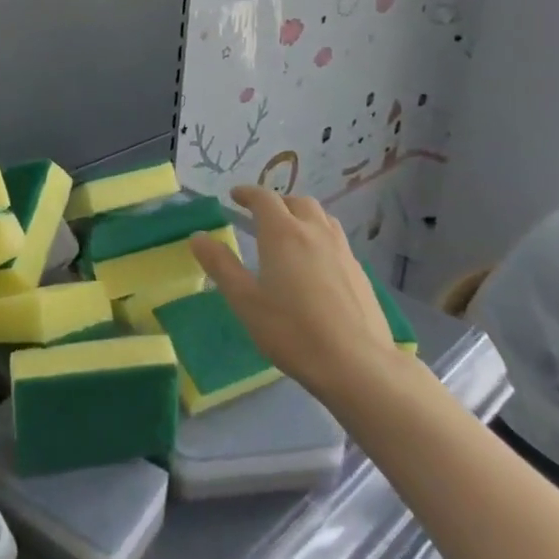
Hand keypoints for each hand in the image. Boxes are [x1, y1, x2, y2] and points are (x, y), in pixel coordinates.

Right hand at [192, 185, 406, 400]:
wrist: (357, 364)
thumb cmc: (293, 331)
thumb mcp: (245, 301)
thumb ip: (221, 265)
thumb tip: (198, 236)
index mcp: (283, 233)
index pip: (264, 198)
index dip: (247, 193)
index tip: (235, 196)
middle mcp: (314, 232)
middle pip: (297, 202)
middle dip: (277, 203)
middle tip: (261, 217)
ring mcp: (342, 250)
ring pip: (321, 218)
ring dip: (302, 216)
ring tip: (291, 234)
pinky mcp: (360, 272)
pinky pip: (336, 240)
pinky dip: (320, 238)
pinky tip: (317, 265)